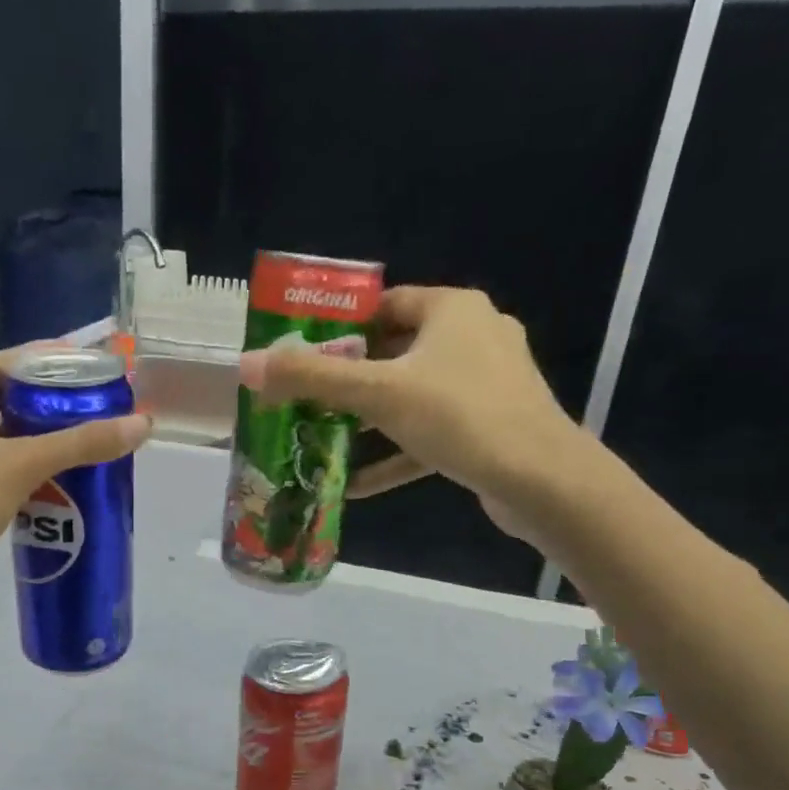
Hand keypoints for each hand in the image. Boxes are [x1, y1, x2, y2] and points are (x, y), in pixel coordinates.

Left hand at [0, 346, 152, 587]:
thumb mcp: (23, 465)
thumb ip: (82, 443)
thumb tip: (142, 424)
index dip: (34, 358)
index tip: (75, 360)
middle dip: (40, 397)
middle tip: (85, 398)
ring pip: (0, 439)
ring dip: (36, 435)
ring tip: (80, 434)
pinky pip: (0, 472)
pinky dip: (29, 468)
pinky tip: (60, 477)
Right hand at [237, 286, 589, 545]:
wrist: (541, 480)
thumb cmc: (458, 416)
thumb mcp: (377, 393)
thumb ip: (311, 379)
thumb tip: (247, 364)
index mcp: (452, 310)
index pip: (384, 305)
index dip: (340, 327)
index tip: (303, 354)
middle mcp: (473, 336)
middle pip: (394, 352)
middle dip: (349, 380)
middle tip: (305, 400)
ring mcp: (486, 384)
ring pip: (411, 396)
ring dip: (368, 420)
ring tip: (323, 439)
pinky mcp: (489, 427)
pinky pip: (430, 433)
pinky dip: (396, 453)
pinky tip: (355, 485)